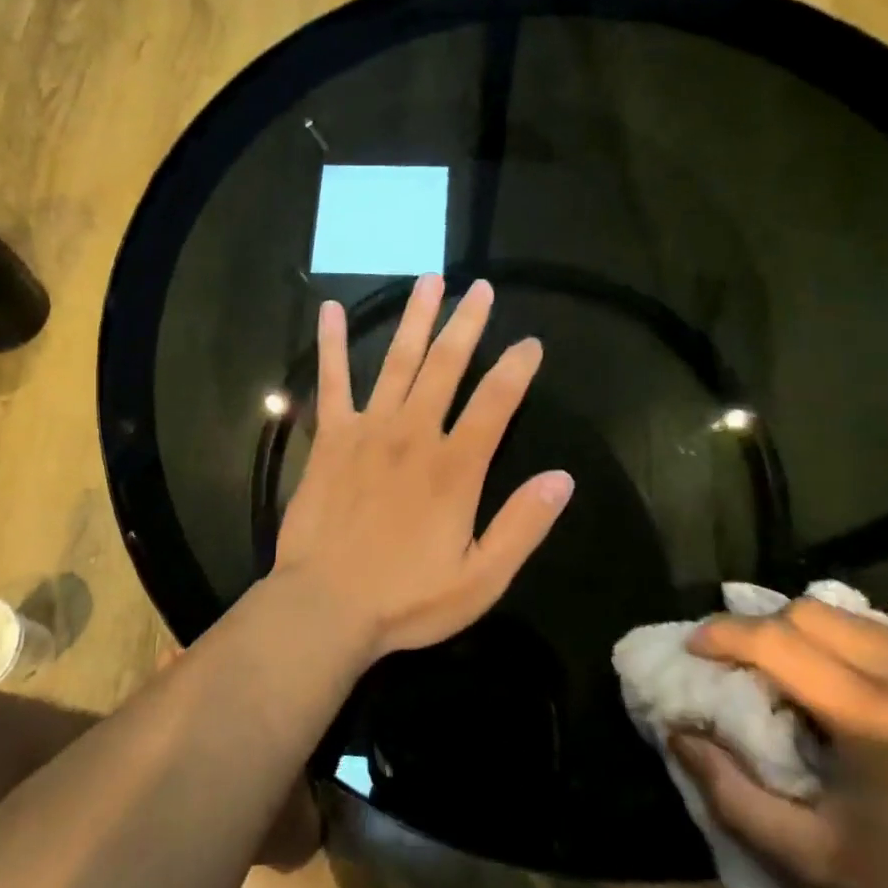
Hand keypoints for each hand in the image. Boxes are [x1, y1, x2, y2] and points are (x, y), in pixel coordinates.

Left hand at [272, 274, 573, 657]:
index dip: (517, 368)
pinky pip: (331, 382)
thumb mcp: (481, 579)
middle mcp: (413, 435)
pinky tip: (329, 310)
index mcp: (455, 467)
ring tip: (429, 280)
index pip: (495, 402)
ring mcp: (367, 431)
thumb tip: (562, 478)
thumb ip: (522, 526)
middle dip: (467, 323)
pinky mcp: (329, 438)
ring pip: (396, 362)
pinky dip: (330, 345)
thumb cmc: (406, 599)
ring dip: (415, 319)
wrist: (324, 606)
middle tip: (479, 287)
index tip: (530, 343)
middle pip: (446, 366)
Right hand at [671, 599, 887, 887]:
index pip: (777, 640)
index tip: (693, 648)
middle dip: (760, 627)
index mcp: (880, 721)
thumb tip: (677, 733)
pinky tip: (849, 684)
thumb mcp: (813, 860)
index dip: (723, 635)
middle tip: (737, 662)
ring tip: (788, 669)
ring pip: (852, 616)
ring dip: (805, 632)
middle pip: (812, 612)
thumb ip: (731, 793)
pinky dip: (851, 645)